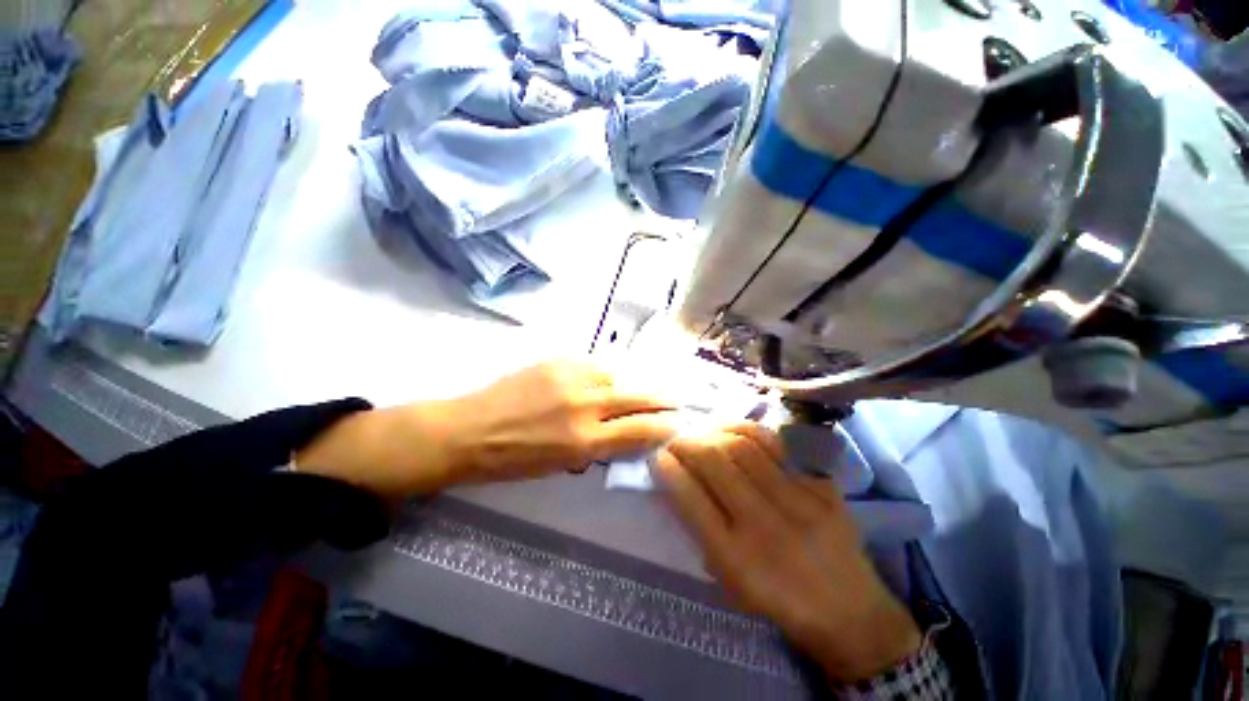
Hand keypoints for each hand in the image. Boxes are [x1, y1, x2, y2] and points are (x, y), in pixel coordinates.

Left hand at [296, 361, 677, 498]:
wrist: (468, 430)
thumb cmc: (511, 460)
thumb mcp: (559, 466)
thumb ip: (597, 446)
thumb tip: (624, 432)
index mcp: (583, 442)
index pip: (638, 430)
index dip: (662, 426)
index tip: (676, 422)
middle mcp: (583, 406)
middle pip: (636, 397)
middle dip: (662, 399)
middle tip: (676, 398)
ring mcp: (570, 378)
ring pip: (618, 375)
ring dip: (635, 382)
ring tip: (646, 386)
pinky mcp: (557, 361)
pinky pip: (595, 364)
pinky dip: (608, 372)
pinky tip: (611, 376)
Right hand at [654, 424, 920, 683]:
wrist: (850, 612)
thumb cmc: (778, 600)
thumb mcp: (729, 581)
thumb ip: (702, 530)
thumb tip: (680, 481)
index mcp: (736, 559)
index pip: (690, 499)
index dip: (668, 470)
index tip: (658, 456)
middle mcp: (765, 526)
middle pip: (715, 462)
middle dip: (686, 442)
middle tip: (677, 438)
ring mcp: (799, 501)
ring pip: (745, 446)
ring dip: (715, 430)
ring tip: (703, 429)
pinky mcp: (823, 487)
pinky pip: (779, 445)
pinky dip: (749, 430)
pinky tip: (736, 430)